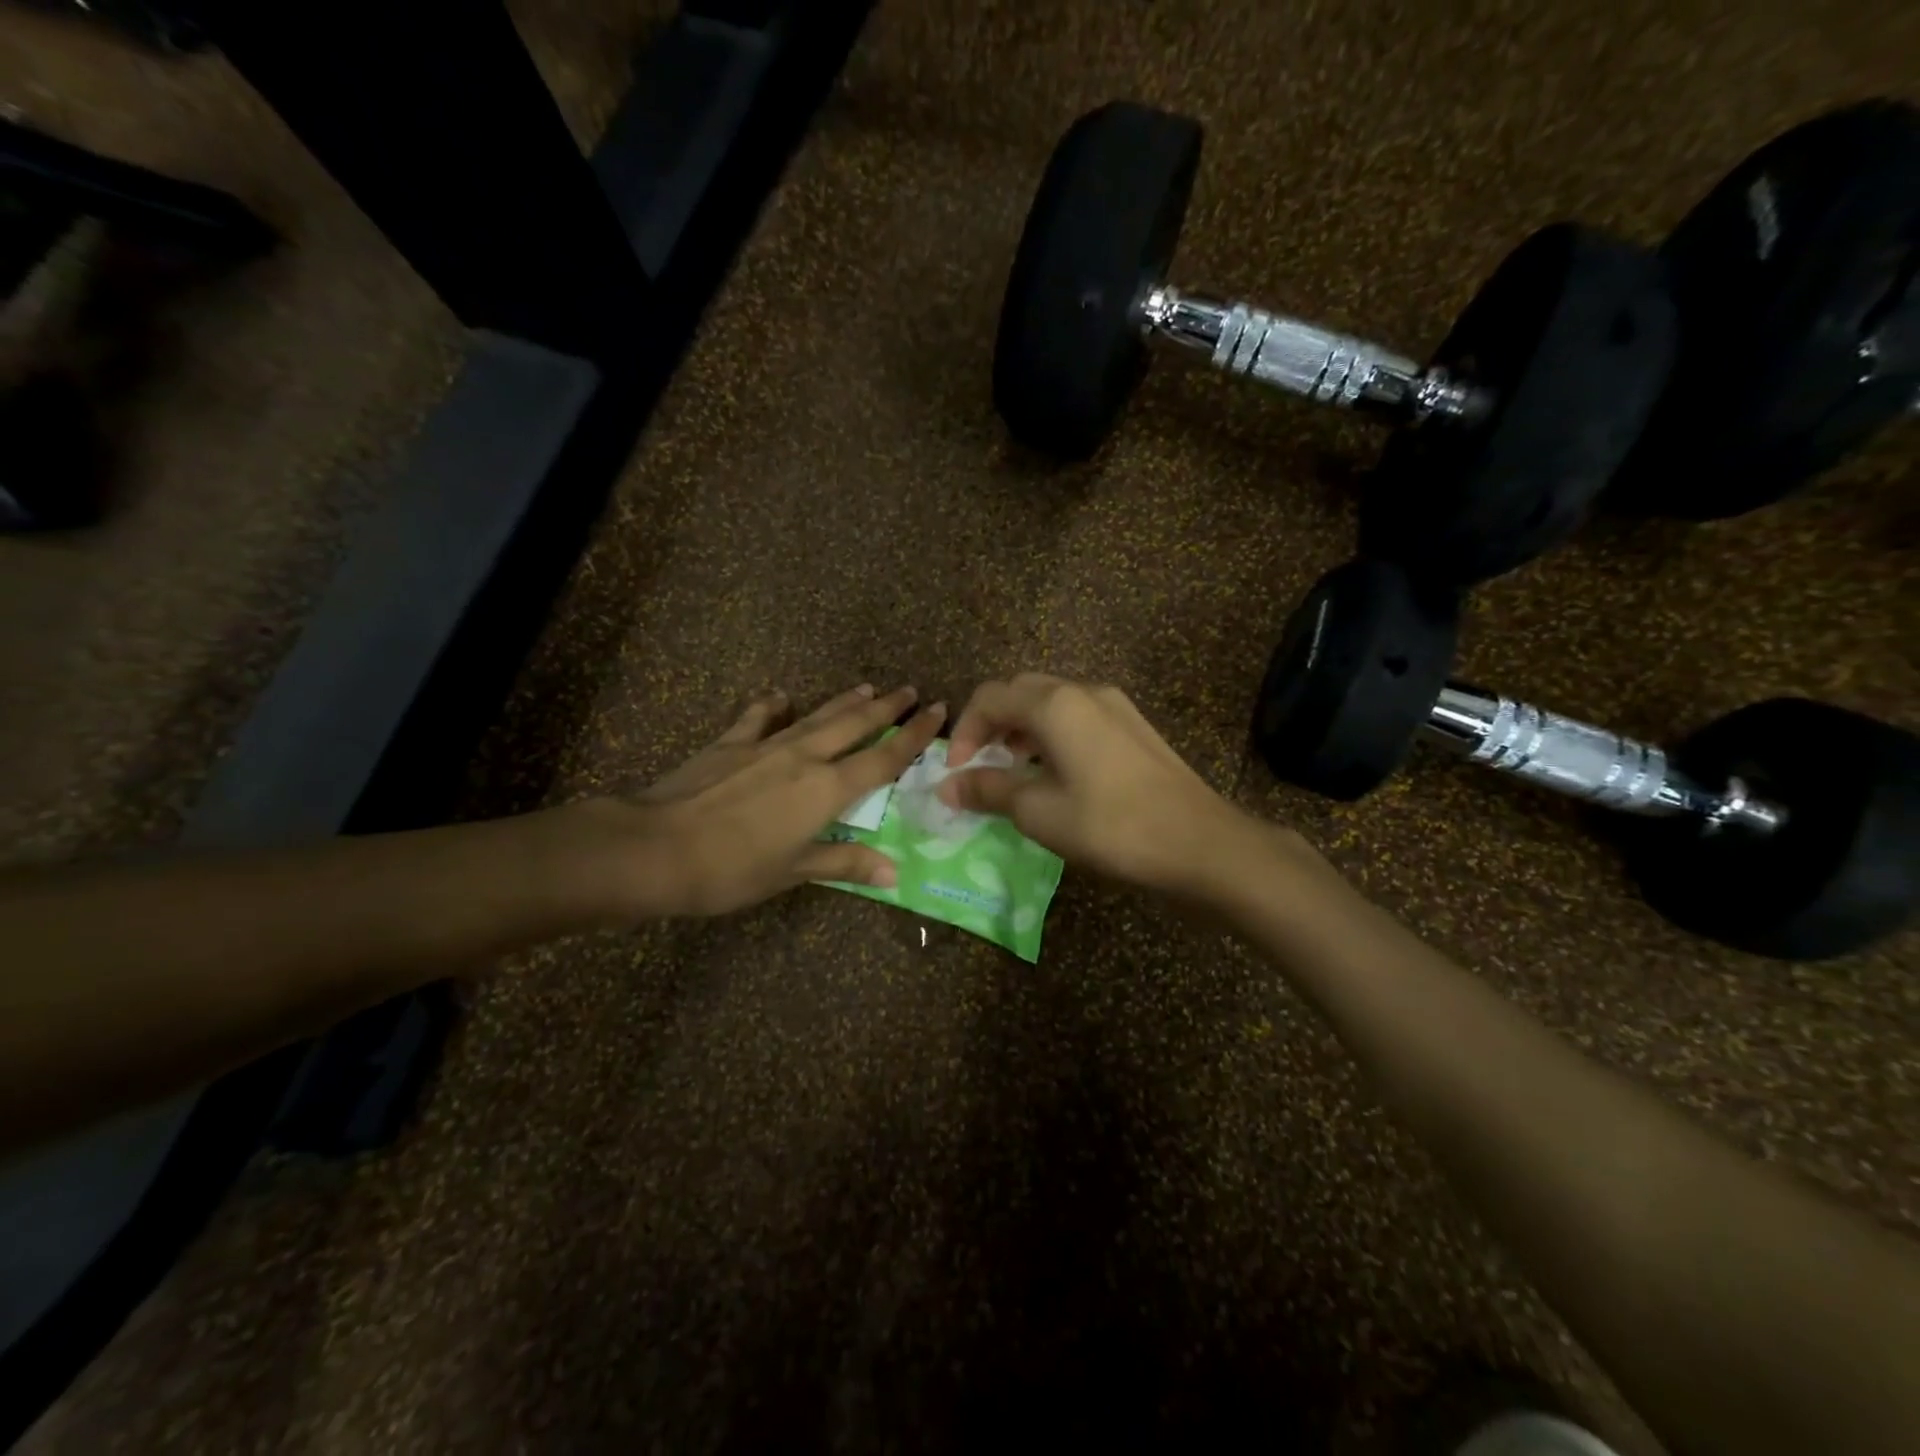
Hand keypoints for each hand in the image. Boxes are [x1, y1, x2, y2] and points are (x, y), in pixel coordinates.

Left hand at [568, 684, 944, 917]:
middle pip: (855, 724)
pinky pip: (758, 719)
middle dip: (886, 707)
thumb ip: (845, 863)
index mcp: (827, 789)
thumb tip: (895, 872)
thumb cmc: (732, 869)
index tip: (938, 710)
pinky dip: (771, 706)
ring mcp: (765, 746)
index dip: (914, 735)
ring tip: (867, 687)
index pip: (883, 757)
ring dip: (844, 701)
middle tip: (910, 690)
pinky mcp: (729, 744)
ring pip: (816, 716)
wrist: (656, 847)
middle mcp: (804, 757)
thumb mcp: (793, 871)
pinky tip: (779, 696)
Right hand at [937, 674, 1266, 895]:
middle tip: (982, 765)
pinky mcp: (1134, 726)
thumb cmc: (1111, 826)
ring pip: (1051, 702)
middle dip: (992, 724)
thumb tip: (947, 787)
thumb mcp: (1039, 812)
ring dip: (1022, 729)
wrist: (1200, 843)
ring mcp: (1115, 706)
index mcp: (1055, 704)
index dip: (964, 731)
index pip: (990, 697)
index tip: (957, 773)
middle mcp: (1084, 691)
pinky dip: (1052, 735)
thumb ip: (989, 791)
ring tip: (1015, 771)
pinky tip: (1056, 774)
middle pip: (1020, 691)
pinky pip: (1078, 716)